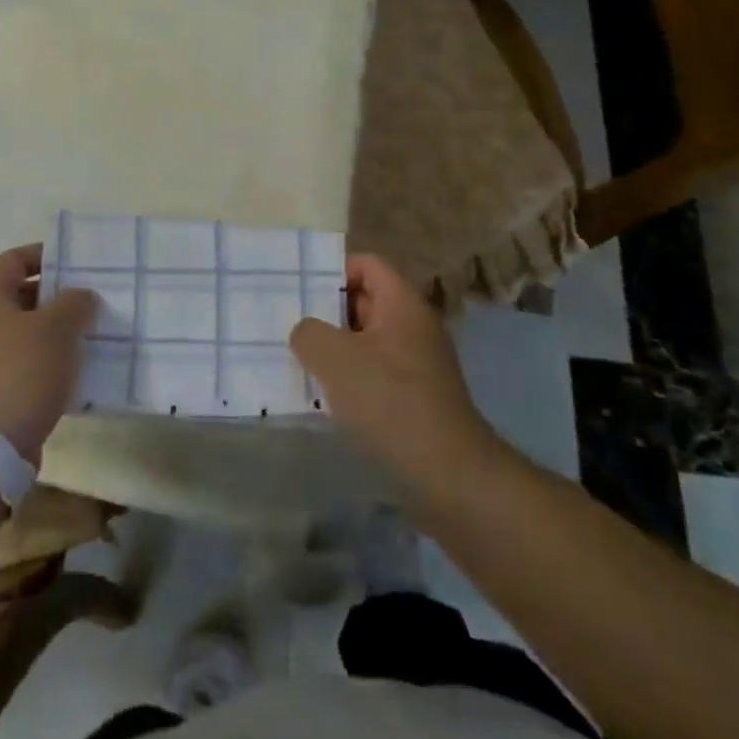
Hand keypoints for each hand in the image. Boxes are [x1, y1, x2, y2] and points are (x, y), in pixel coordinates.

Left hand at [0, 244, 96, 463]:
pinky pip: (24, 364)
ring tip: (89, 336)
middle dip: (56, 295)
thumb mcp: (56, 329)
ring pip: (25, 332)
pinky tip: (74, 373)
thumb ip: (74, 303)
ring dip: (55, 332)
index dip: (43, 254)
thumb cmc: (20, 374)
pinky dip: (48, 362)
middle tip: (90, 300)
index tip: (75, 262)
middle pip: (20, 295)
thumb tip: (80, 296)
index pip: (13, 259)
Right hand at [290, 253, 503, 498]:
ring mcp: (418, 362)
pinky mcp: (416, 396)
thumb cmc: (390, 402)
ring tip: (300, 361)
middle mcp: (414, 325)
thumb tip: (306, 332)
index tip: (299, 291)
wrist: (449, 475)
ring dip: (336, 348)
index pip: (366, 264)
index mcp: (402, 303)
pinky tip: (326, 397)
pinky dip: (351, 378)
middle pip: (365, 300)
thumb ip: (309, 332)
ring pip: (367, 339)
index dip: (331, 270)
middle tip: (290, 324)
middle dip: (327, 311)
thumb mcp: (335, 359)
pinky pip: (376, 371)